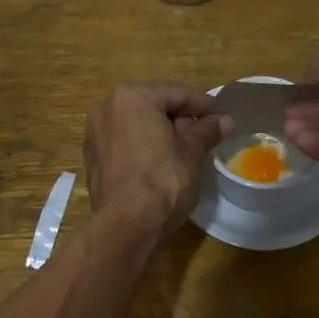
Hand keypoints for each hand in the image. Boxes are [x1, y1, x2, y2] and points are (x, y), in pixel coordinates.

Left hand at [84, 82, 232, 239]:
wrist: (126, 225)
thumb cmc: (163, 179)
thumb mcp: (192, 152)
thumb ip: (208, 130)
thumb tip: (226, 120)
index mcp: (133, 96)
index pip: (177, 93)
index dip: (204, 106)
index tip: (223, 119)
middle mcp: (108, 106)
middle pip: (154, 105)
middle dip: (181, 118)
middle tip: (206, 135)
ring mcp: (95, 132)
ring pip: (137, 123)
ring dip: (161, 132)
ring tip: (186, 150)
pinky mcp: (92, 156)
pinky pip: (124, 141)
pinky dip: (142, 145)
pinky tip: (160, 163)